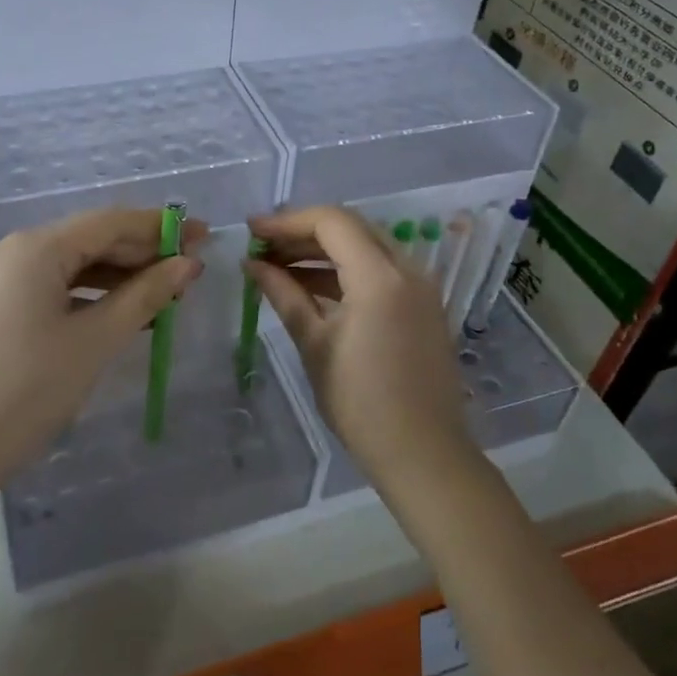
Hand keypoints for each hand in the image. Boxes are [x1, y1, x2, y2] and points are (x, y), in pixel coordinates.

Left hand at [0, 209, 205, 505]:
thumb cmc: (29, 389)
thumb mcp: (96, 339)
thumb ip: (145, 295)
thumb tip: (188, 264)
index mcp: (35, 247)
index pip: (109, 222)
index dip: (161, 227)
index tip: (205, 235)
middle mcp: (12, 251)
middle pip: (88, 240)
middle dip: (140, 253)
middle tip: (188, 270)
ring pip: (69, 266)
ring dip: (116, 277)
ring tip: (162, 296)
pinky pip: (49, 288)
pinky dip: (87, 296)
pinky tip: (117, 314)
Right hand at [247, 207, 471, 486]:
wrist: (423, 454)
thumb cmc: (361, 403)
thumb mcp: (314, 344)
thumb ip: (284, 294)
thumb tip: (252, 264)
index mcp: (380, 277)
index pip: (331, 222)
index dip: (287, 221)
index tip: (252, 231)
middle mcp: (407, 269)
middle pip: (350, 227)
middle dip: (303, 232)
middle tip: (262, 246)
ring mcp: (419, 286)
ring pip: (365, 246)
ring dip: (322, 251)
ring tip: (277, 265)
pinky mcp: (421, 304)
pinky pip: (379, 269)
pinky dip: (344, 270)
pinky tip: (309, 285)